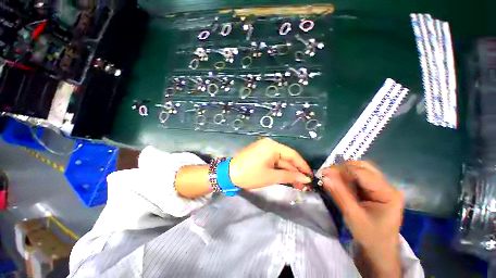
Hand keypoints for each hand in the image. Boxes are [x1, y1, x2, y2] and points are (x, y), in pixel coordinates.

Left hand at [229, 138, 312, 189]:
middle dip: (295, 171)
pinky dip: (279, 169)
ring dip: (287, 171)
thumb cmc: (250, 175)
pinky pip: (273, 160)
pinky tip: (286, 177)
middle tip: (304, 184)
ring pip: (280, 160)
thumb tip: (305, 179)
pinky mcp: (260, 153)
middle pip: (286, 157)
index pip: (292, 154)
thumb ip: (289, 176)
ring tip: (297, 184)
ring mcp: (263, 148)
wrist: (228, 174)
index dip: (302, 165)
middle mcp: (269, 144)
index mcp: (272, 146)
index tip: (310, 176)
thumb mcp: (271, 176)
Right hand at [321, 161, 403, 277]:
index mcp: (388, 193)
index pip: (362, 173)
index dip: (342, 170)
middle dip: (343, 169)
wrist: (379, 251)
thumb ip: (339, 194)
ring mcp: (382, 188)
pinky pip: (359, 178)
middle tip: (328, 175)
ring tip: (332, 178)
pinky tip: (339, 183)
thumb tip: (325, 176)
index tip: (324, 172)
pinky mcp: (375, 190)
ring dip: (344, 172)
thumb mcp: (353, 215)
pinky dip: (347, 178)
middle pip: (363, 168)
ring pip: (360, 170)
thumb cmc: (369, 236)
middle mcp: (387, 186)